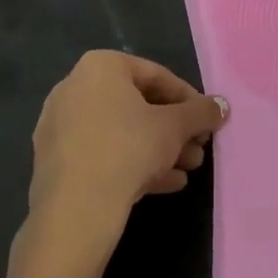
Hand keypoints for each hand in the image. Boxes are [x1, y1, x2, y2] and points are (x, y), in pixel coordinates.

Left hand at [23, 51, 228, 265]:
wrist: (75, 210)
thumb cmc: (129, 148)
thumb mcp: (176, 127)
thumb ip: (202, 112)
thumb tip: (222, 106)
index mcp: (100, 67)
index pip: (157, 76)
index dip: (189, 99)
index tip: (206, 120)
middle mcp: (74, 88)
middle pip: (138, 104)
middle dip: (174, 128)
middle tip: (199, 147)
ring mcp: (60, 126)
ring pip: (121, 131)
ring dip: (159, 148)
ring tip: (188, 169)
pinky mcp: (55, 161)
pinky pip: (102, 153)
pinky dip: (133, 162)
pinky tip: (165, 183)